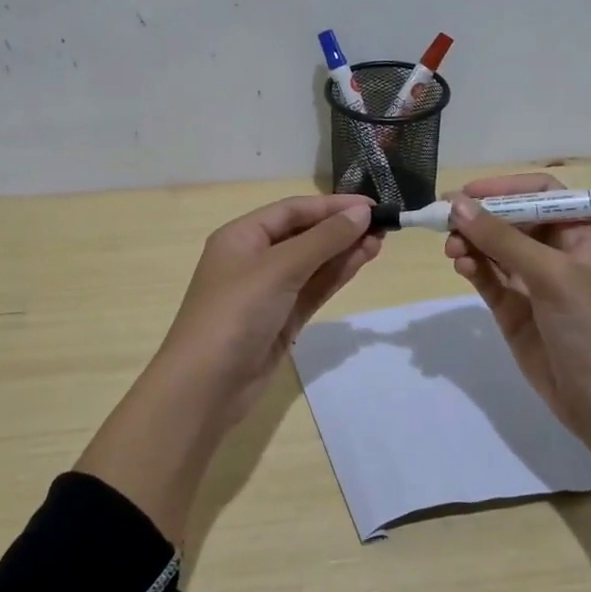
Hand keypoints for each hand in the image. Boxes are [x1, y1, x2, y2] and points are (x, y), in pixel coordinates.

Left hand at [77, 194, 379, 542]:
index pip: (292, 210)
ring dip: (344, 251)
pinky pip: (313, 289)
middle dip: (341, 228)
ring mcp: (268, 292)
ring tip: (381, 241)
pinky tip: (361, 262)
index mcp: (241, 236)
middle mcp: (254, 258)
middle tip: (384, 225)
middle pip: (304, 234)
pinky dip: (336, 275)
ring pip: (312, 263)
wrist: (206, 387)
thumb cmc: (235, 314)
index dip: (332, 206)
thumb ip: (323, 240)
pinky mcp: (282, 319)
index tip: (372, 205)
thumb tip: (362, 212)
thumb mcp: (279, 269)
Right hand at [443, 174, 590, 446]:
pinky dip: (473, 269)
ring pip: (494, 249)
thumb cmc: (590, 325)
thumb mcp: (551, 274)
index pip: (540, 193)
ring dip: (471, 243)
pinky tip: (461, 266)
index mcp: (579, 233)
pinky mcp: (514, 310)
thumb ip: (502, 238)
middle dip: (480, 218)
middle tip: (445, 221)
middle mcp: (555, 252)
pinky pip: (488, 278)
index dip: (504, 188)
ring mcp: (533, 282)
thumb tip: (456, 204)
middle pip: (510, 220)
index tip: (468, 193)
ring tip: (452, 250)